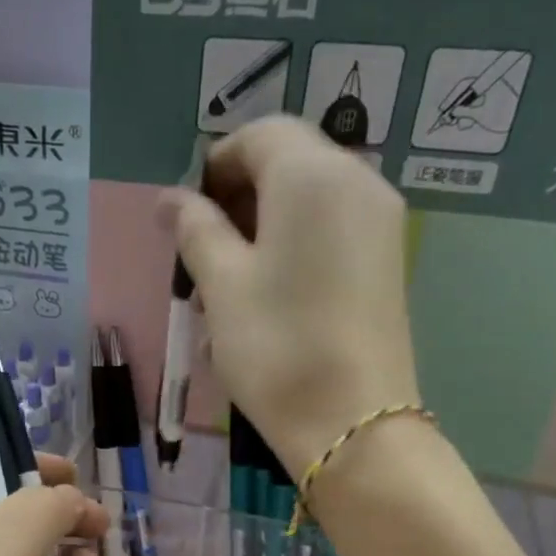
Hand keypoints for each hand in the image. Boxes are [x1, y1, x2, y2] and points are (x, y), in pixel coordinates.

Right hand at [160, 116, 419, 476]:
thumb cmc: (275, 344)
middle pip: (288, 162)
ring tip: (227, 283)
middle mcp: (357, 182)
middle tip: (201, 253)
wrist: (351, 420)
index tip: (185, 215)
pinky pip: (330, 230)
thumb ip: (195, 229)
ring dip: (261, 226)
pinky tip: (266, 296)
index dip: (215, 165)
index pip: (259, 135)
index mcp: (313, 175)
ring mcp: (379, 222)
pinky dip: (292, 245)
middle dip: (237, 197)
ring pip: (307, 199)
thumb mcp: (222, 284)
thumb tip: (171, 199)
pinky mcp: (385, 260)